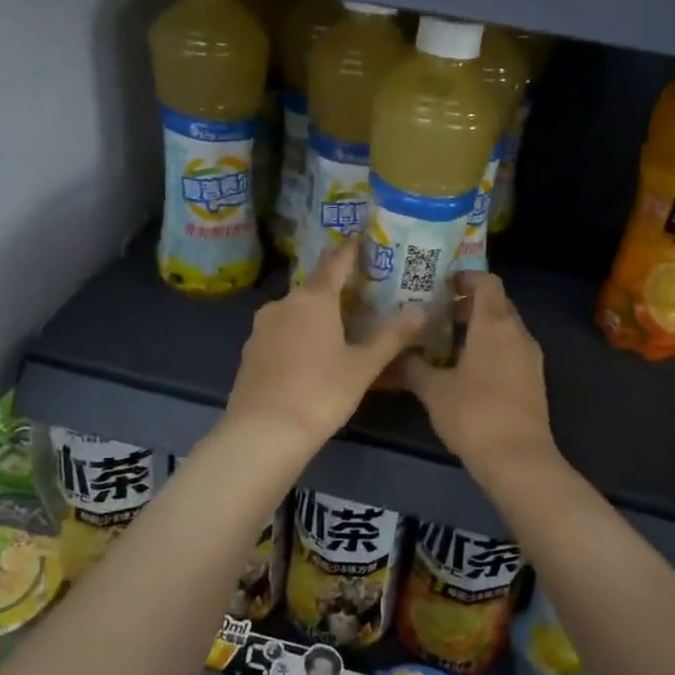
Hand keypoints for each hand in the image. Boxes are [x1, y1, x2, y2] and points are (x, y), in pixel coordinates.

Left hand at [225, 242, 425, 447]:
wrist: (263, 432)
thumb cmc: (321, 393)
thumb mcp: (364, 366)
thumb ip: (393, 336)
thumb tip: (423, 309)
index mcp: (313, 298)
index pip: (335, 262)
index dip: (350, 251)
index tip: (362, 241)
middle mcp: (283, 303)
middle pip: (314, 287)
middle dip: (337, 288)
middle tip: (362, 294)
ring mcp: (262, 327)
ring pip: (295, 310)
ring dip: (316, 313)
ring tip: (339, 326)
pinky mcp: (250, 351)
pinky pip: (281, 332)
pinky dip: (298, 334)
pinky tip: (311, 353)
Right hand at [402, 273, 556, 471]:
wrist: (518, 459)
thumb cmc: (474, 414)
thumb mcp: (434, 390)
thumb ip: (412, 366)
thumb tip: (393, 354)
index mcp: (495, 324)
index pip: (487, 282)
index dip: (466, 277)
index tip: (442, 284)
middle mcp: (518, 333)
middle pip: (497, 304)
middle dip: (468, 304)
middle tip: (437, 314)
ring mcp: (530, 358)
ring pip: (505, 329)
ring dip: (479, 328)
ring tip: (446, 343)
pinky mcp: (534, 380)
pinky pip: (511, 350)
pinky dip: (491, 349)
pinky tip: (466, 370)